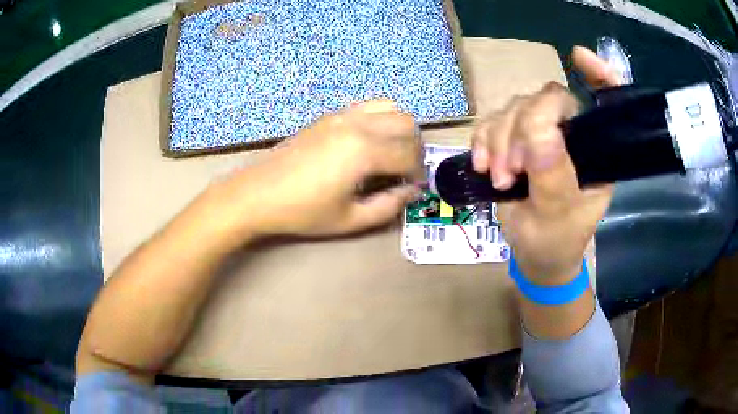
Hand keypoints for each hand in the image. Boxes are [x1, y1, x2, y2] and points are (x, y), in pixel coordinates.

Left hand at [212, 100, 423, 239]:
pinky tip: (368, 143)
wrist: (258, 193)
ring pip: (390, 107)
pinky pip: (367, 107)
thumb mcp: (350, 220)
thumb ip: (388, 206)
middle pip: (407, 123)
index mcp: (364, 151)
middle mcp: (357, 124)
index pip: (409, 155)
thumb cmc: (303, 211)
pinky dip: (380, 119)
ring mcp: (342, 115)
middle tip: (405, 171)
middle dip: (415, 148)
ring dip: (400, 129)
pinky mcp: (329, 115)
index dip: (419, 174)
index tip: (414, 188)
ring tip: (391, 153)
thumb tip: (411, 192)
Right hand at [471, 46, 621, 283]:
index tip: (577, 56)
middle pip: (542, 101)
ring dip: (497, 141)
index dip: (598, 75)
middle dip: (520, 131)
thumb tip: (539, 130)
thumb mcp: (557, 217)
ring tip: (499, 178)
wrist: (534, 256)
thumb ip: (553, 175)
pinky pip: (491, 122)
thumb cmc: (556, 242)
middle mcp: (570, 135)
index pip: (606, 102)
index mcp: (595, 151)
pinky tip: (480, 165)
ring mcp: (540, 136)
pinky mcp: (513, 141)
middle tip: (510, 172)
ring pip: (513, 109)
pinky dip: (481, 140)